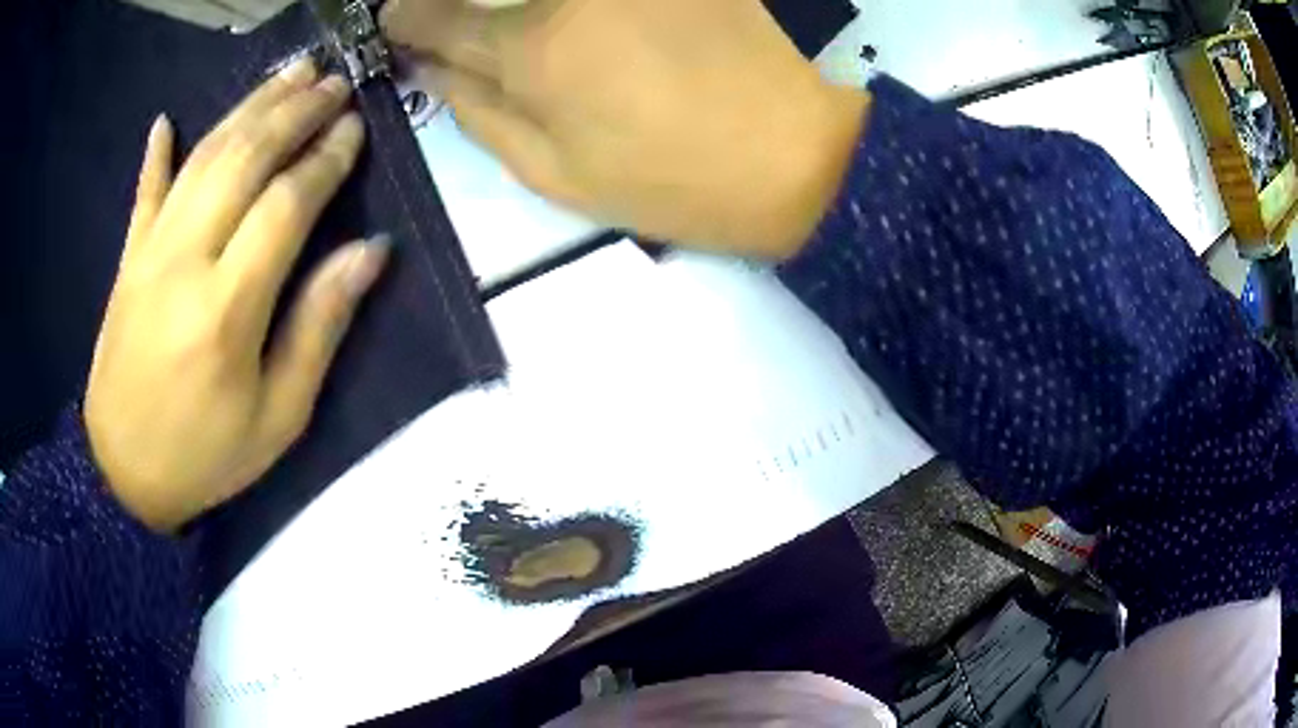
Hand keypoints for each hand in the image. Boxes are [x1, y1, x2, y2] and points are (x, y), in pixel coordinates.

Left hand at [85, 59, 389, 532]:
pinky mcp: (127, 260)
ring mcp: (149, 252)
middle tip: (334, 81)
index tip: (356, 128)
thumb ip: (319, 327)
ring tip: (288, 74)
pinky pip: (144, 193)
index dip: (326, 159)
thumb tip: (370, 252)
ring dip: (248, 108)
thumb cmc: (206, 455)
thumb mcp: (279, 416)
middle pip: (244, 159)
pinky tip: (165, 121)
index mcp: (227, 309)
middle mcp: (185, 260)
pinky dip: (156, 153)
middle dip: (294, 111)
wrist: (122, 475)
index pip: (286, 205)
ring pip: (203, 157)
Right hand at [380, 0, 868, 258]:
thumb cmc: (674, 182)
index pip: (441, 18)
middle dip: (461, 4)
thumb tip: (436, 70)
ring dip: (525, 5)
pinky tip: (591, 27)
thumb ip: (481, 115)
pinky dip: (579, 6)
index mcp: (535, 50)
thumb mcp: (557, 176)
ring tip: (540, 42)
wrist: (799, 157)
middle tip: (459, 24)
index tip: (396, 21)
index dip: (409, 20)